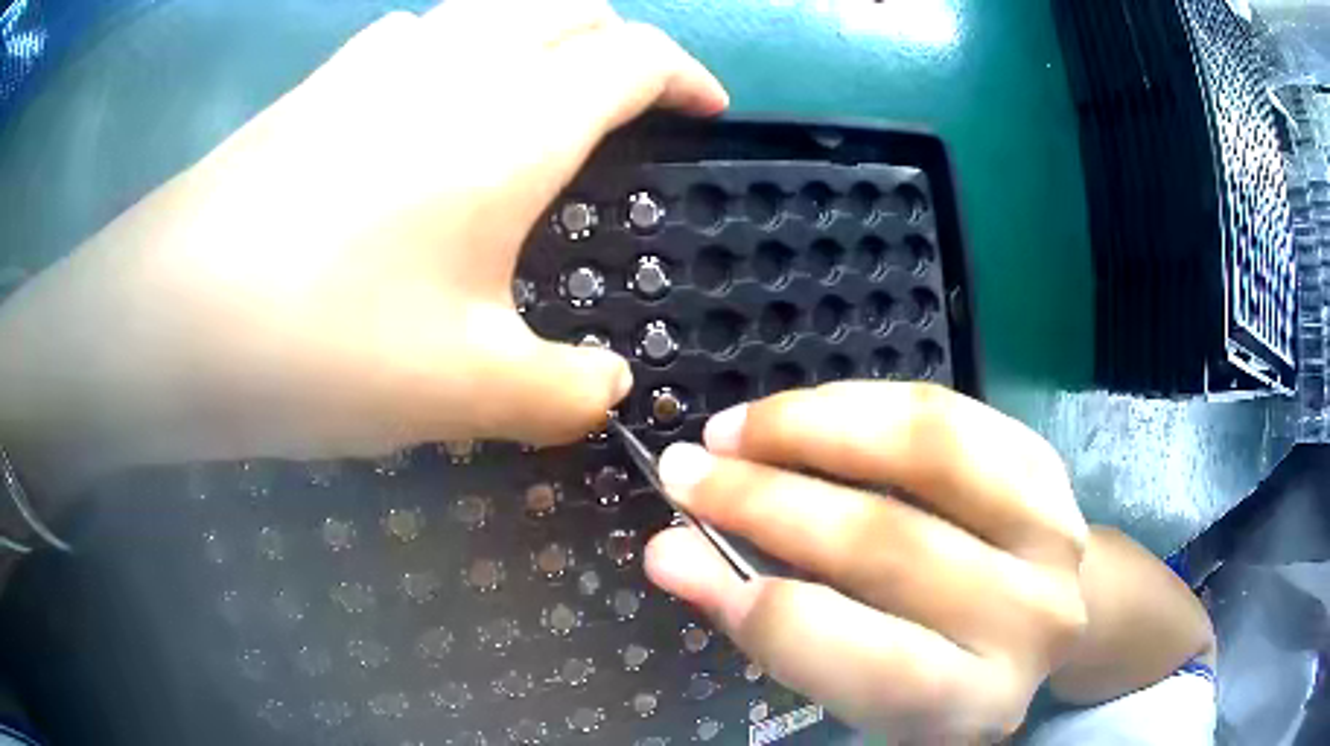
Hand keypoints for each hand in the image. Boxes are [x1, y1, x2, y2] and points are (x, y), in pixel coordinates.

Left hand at [0, 0, 727, 483]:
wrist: (164, 322)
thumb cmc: (320, 346)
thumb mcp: (467, 393)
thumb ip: (565, 392)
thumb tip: (607, 389)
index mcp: (516, 120)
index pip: (635, 58)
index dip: (686, 76)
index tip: (707, 109)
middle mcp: (457, 61)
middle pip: (570, 9)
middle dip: (619, 42)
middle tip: (631, 97)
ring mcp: (378, 60)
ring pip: (494, 9)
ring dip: (539, 35)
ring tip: (539, 94)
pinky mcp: (319, 83)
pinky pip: (420, 34)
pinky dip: (457, 49)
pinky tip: (432, 106)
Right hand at [644, 383, 1087, 742]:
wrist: (1032, 622)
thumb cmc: (937, 666)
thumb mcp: (860, 683)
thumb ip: (772, 629)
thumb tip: (672, 554)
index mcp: (976, 700)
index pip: (870, 660)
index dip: (767, 611)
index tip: (681, 554)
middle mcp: (1030, 618)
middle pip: (889, 544)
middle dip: (766, 501)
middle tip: (687, 473)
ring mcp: (1053, 530)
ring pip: (928, 450)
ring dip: (813, 428)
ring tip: (736, 429)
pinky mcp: (1048, 464)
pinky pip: (948, 410)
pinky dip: (863, 403)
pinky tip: (806, 412)